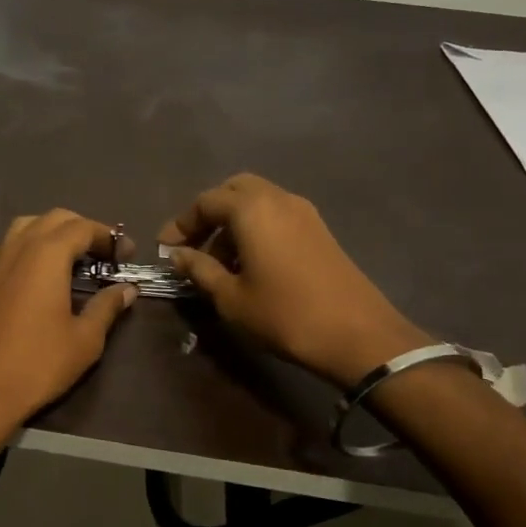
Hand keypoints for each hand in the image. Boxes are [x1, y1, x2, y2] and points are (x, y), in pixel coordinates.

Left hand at [0, 209, 137, 448]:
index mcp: (48, 255)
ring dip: (54, 231)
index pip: (83, 228)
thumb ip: (107, 307)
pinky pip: (9, 245)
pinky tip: (40, 270)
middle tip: (106, 255)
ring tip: (75, 257)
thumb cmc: (40, 362)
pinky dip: (29, 244)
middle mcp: (21, 247)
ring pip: (28, 225)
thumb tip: (127, 289)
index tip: (128, 255)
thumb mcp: (85, 339)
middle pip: (56, 218)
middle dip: (84, 229)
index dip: (109, 237)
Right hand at [158, 173, 425, 388]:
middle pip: (234, 191)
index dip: (181, 224)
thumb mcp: (230, 297)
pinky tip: (251, 263)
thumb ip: (199, 269)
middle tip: (194, 245)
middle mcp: (278, 199)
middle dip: (209, 214)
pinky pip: (277, 214)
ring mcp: (304, 212)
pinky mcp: (320, 230)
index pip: (206, 202)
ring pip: (258, 201)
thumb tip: (177, 255)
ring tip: (220, 262)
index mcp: (251, 209)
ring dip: (233, 222)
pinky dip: (257, 228)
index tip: (166, 249)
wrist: (358, 335)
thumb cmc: (284, 315)